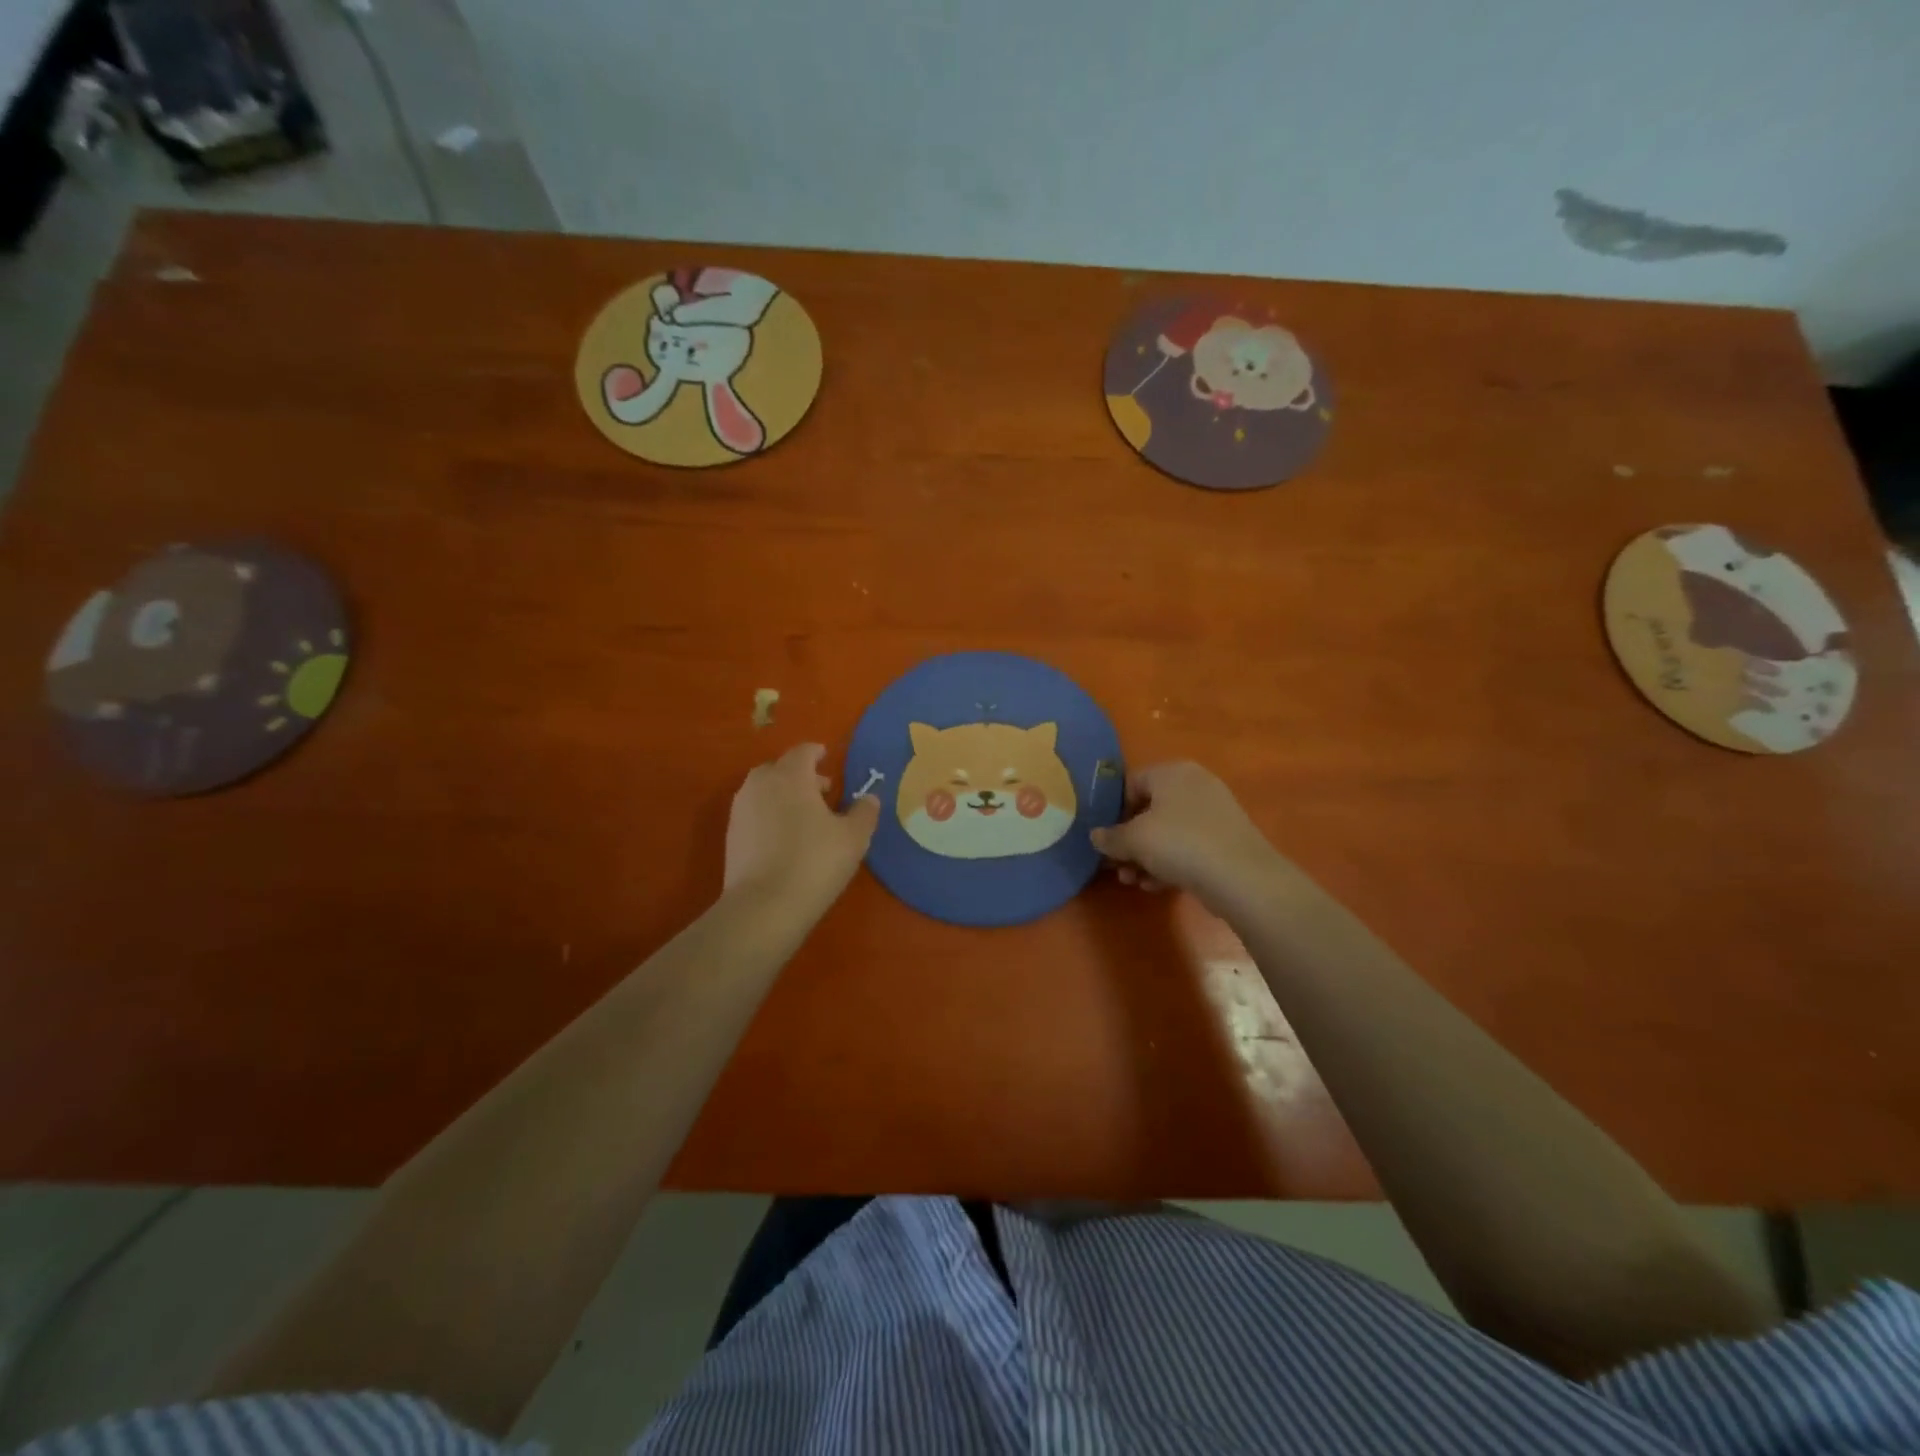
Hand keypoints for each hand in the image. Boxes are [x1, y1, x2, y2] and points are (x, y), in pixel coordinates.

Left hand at [724, 743, 879, 915]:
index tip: (827, 757)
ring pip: (764, 790)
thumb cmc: (815, 862)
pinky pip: (755, 812)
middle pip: (781, 768)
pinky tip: (786, 838)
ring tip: (806, 817)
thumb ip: (864, 812)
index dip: (817, 752)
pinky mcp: (731, 835)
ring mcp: (741, 809)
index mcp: (791, 776)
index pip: (803, 751)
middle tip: (823, 791)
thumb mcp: (854, 837)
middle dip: (801, 775)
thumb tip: (869, 797)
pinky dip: (770, 815)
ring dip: (784, 795)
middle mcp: (761, 784)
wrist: (763, 906)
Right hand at [1090, 762, 1290, 915]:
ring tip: (1133, 882)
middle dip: (1129, 841)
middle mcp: (1195, 785)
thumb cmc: (1180, 844)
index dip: (1113, 810)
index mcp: (1172, 772)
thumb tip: (1096, 836)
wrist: (1242, 878)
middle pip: (1149, 810)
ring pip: (1167, 833)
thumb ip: (1110, 837)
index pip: (1131, 782)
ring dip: (1145, 857)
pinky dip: (1169, 864)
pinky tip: (1156, 886)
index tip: (1105, 837)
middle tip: (1116, 865)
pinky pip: (1187, 847)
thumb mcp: (1134, 839)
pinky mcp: (1225, 840)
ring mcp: (1214, 813)